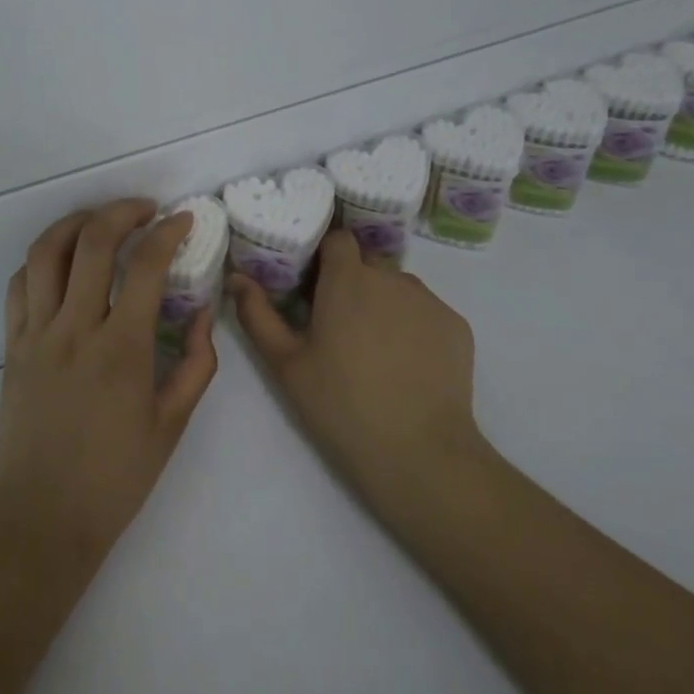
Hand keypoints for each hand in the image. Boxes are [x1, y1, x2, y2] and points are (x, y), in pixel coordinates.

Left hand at [0, 198, 220, 563]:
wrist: (42, 517)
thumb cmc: (115, 477)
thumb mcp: (172, 424)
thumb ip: (196, 364)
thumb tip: (204, 315)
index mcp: (121, 349)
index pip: (146, 266)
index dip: (168, 233)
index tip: (184, 220)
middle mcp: (75, 328)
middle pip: (92, 242)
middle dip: (123, 211)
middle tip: (146, 210)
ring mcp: (36, 333)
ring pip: (46, 252)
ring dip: (76, 223)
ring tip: (101, 221)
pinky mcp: (12, 345)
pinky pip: (19, 284)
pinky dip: (42, 260)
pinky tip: (62, 262)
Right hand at [232, 228, 484, 506]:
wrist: (419, 453)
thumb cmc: (340, 405)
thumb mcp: (286, 364)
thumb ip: (257, 315)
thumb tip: (237, 278)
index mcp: (348, 279)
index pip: (337, 240)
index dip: (324, 257)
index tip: (313, 286)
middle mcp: (392, 277)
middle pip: (367, 264)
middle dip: (351, 283)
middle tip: (338, 325)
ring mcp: (429, 300)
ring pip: (398, 287)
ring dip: (383, 304)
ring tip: (374, 350)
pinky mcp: (457, 326)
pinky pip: (426, 312)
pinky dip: (413, 326)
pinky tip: (407, 365)